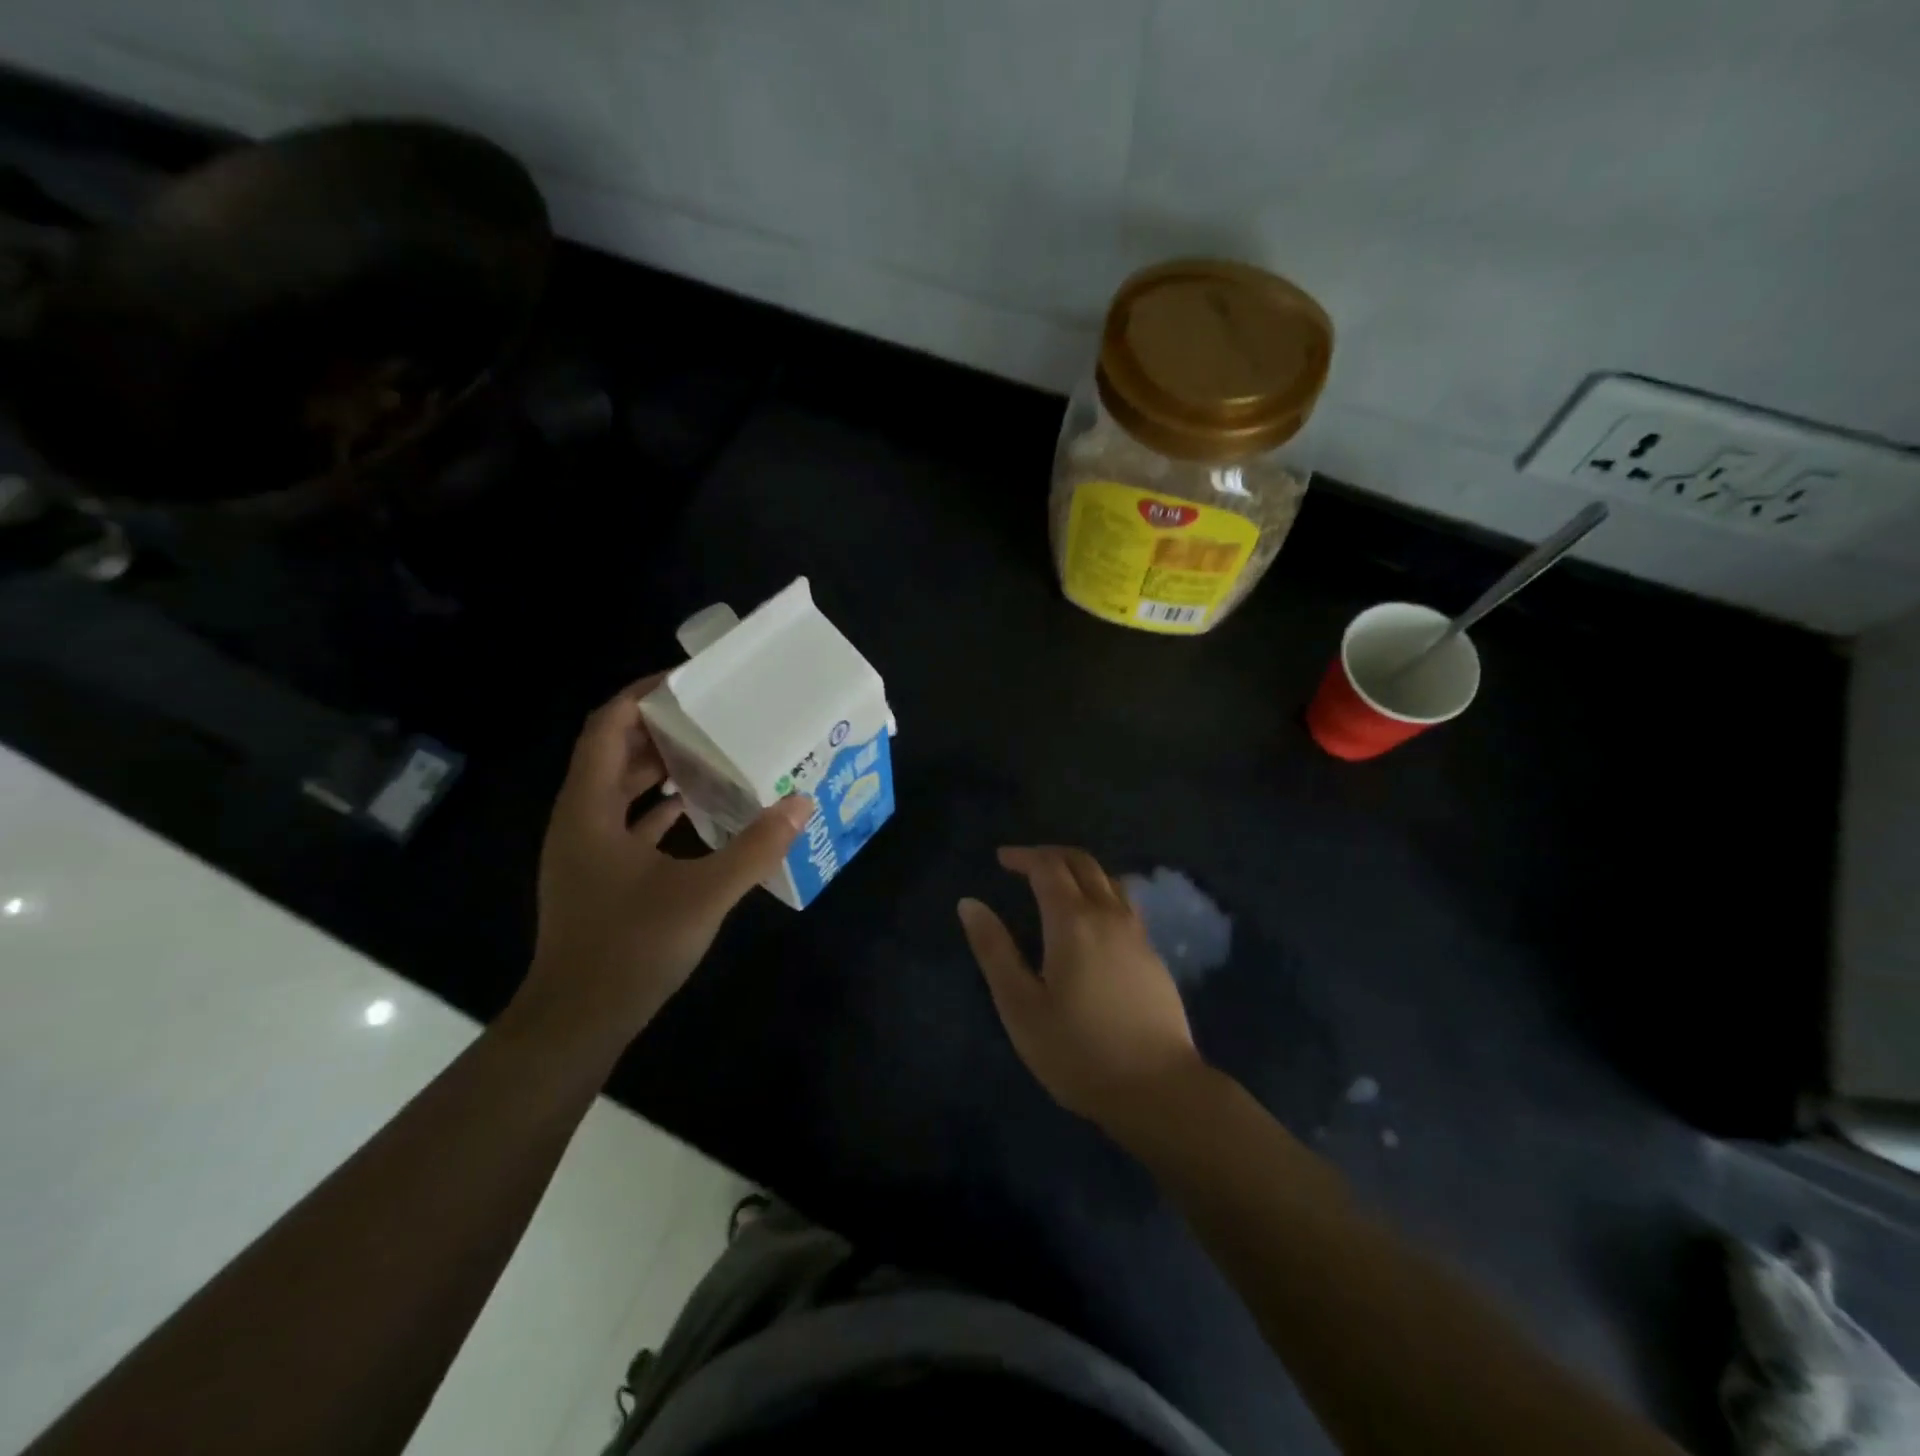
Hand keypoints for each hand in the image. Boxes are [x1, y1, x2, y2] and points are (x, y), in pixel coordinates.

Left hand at [517, 676, 811, 1043]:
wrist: (577, 1022)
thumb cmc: (629, 948)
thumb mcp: (703, 894)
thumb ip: (755, 847)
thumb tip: (801, 804)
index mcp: (589, 808)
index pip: (608, 725)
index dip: (643, 695)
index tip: (689, 680)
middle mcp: (580, 818)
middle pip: (615, 751)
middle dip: (661, 728)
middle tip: (714, 715)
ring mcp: (586, 849)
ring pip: (621, 788)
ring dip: (661, 768)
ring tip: (714, 754)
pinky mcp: (599, 875)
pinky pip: (628, 822)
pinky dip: (660, 808)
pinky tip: (699, 810)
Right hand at [958, 846, 1205, 1138]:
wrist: (1158, 1089)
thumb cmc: (1078, 1051)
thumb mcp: (1020, 1006)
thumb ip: (994, 950)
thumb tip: (969, 904)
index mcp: (1072, 921)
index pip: (1047, 867)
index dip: (1023, 856)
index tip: (1001, 859)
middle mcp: (1108, 915)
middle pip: (1082, 863)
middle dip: (1050, 855)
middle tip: (1024, 864)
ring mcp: (1137, 933)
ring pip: (1109, 879)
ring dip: (1079, 870)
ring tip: (1056, 884)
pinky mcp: (1153, 955)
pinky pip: (1124, 903)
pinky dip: (1100, 891)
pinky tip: (1091, 919)